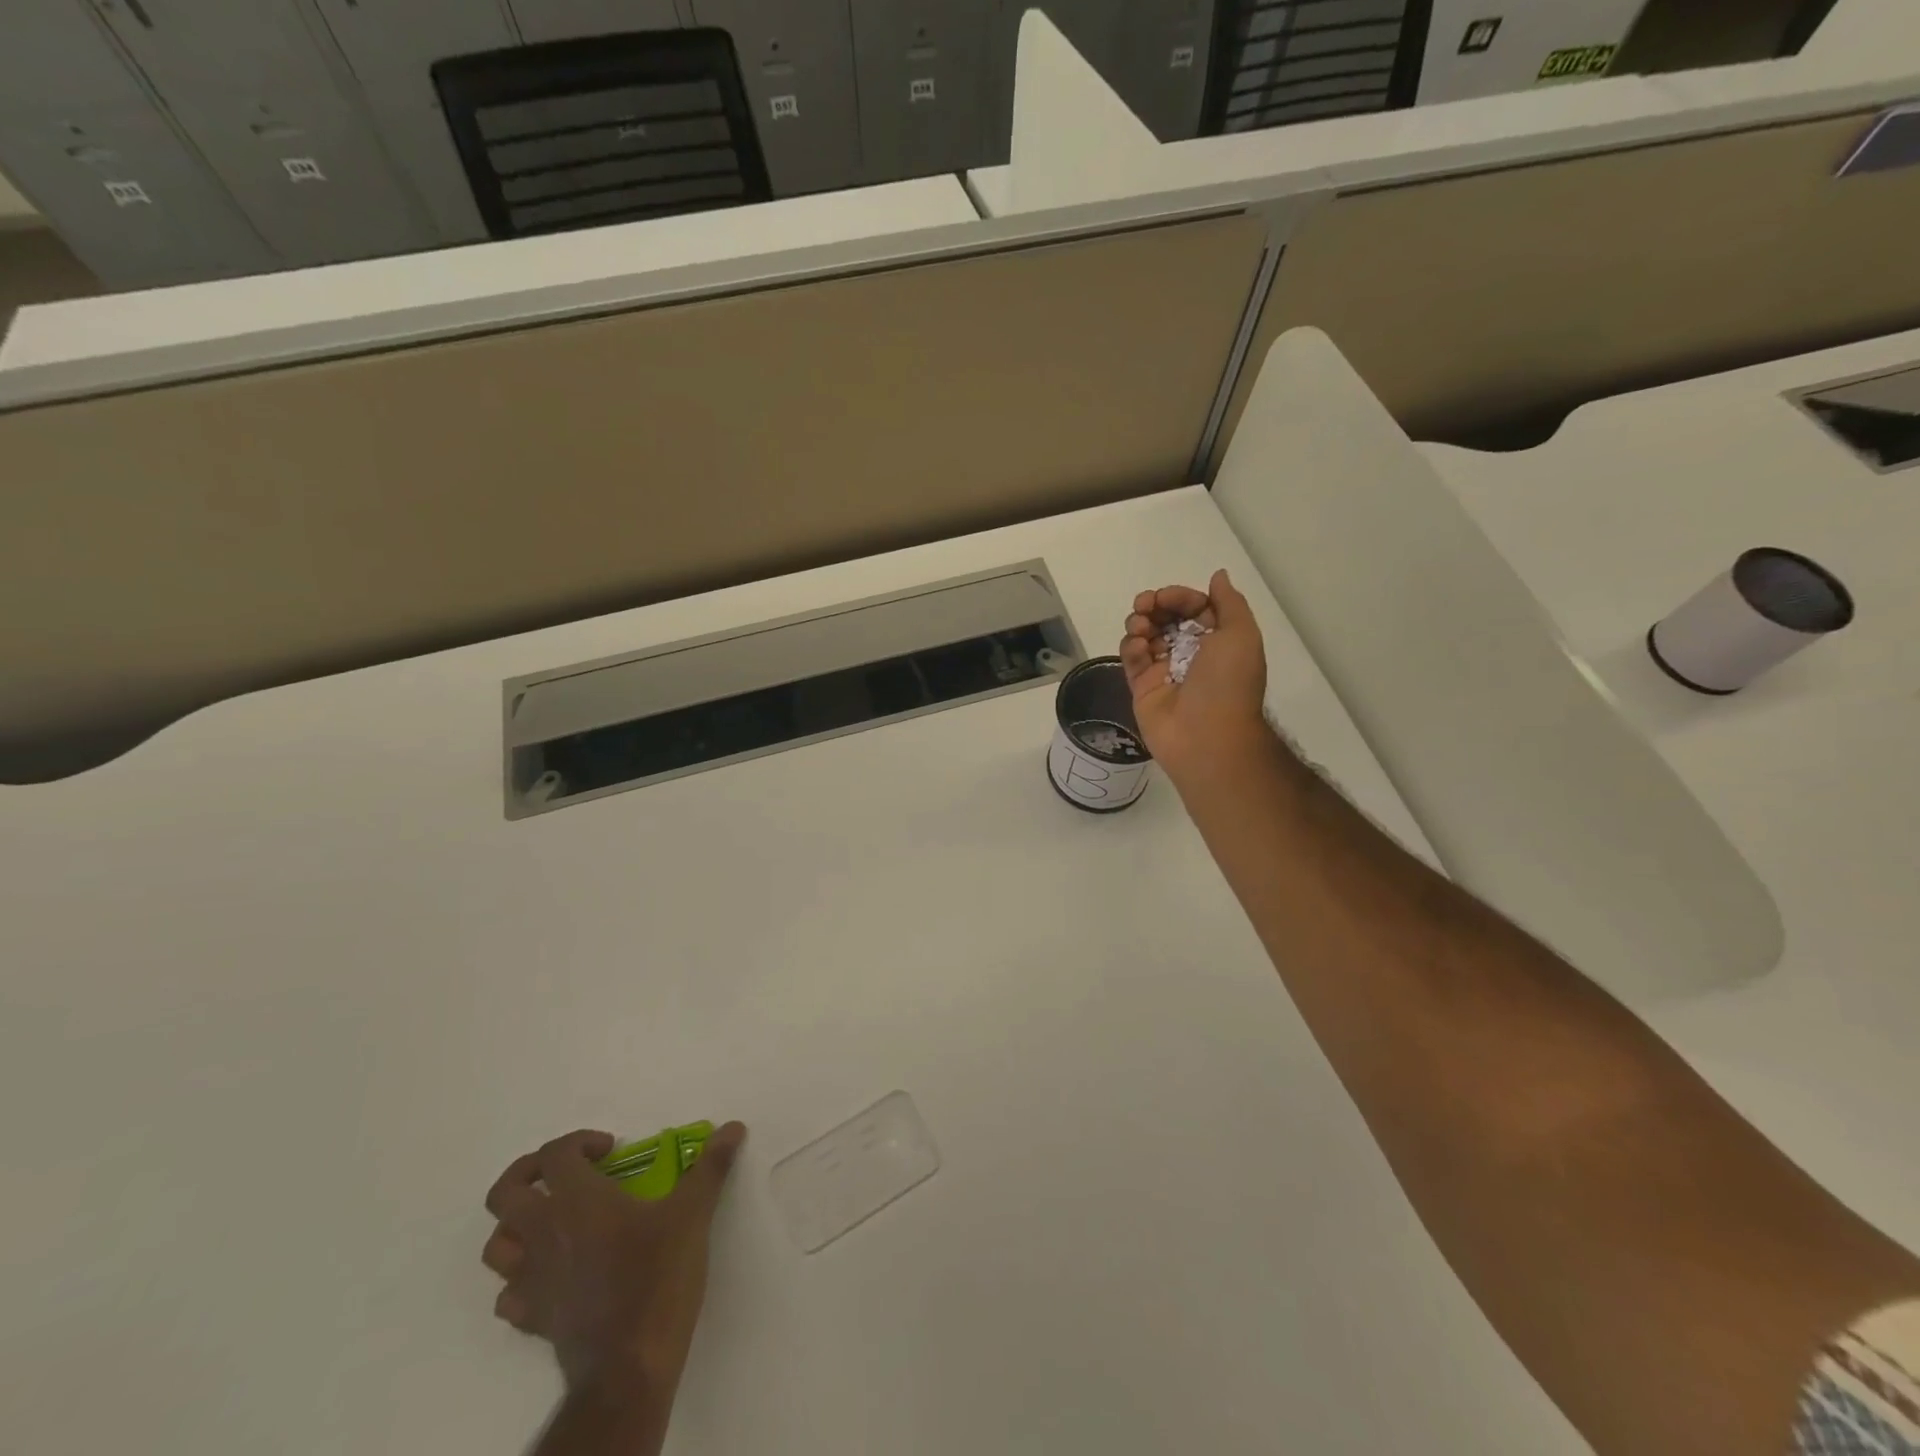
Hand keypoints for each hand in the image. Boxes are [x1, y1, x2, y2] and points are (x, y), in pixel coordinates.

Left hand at [482, 1123, 746, 1394]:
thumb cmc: (658, 1277)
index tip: (611, 1150)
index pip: (555, 1154)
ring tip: (554, 1218)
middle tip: (567, 1171)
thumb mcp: (693, 1213)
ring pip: (497, 1244)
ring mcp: (532, 1280)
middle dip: (529, 1172)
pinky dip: (522, 1276)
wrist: (629, 1367)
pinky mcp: (533, 1318)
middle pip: (504, 1193)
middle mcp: (544, 1233)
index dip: (579, 1141)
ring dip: (518, 1224)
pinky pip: (509, 1293)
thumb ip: (711, 1167)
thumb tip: (732, 1128)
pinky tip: (553, 1272)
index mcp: (577, 1200)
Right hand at [1119, 569, 1268, 781]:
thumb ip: (1228, 602)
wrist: (1206, 736)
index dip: (1179, 597)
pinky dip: (1131, 647)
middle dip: (1154, 606)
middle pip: (1166, 618)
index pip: (1194, 607)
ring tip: (1140, 628)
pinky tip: (1138, 648)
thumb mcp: (1241, 634)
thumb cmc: (1227, 683)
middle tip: (1144, 606)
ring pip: (1146, 635)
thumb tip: (1218, 576)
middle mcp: (1191, 653)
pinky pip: (1132, 659)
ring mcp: (1165, 670)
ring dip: (1140, 623)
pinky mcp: (1142, 687)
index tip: (1165, 597)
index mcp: (1218, 640)